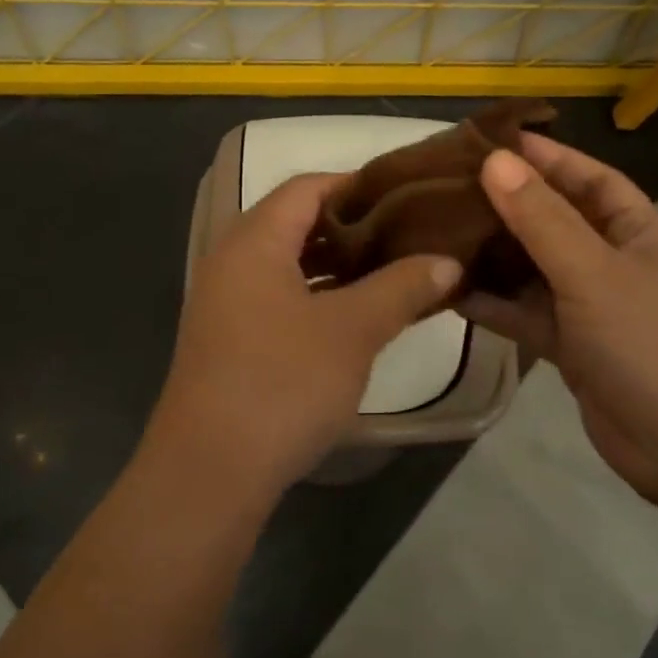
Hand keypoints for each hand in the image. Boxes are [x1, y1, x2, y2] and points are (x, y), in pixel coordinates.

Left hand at [145, 173, 460, 508]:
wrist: (209, 472)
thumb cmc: (282, 383)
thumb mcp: (352, 331)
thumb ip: (402, 287)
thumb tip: (447, 261)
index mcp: (254, 240)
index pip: (307, 187)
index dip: (358, 184)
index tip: (407, 195)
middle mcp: (232, 260)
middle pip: (296, 222)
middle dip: (354, 226)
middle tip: (408, 233)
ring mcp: (227, 302)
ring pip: (290, 263)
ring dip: (339, 264)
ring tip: (394, 269)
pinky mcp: (230, 339)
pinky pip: (280, 297)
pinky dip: (319, 296)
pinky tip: (357, 315)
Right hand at [458, 137, 657, 501]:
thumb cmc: (654, 345)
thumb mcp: (595, 274)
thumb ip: (542, 219)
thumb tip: (494, 161)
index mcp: (638, 231)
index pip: (589, 178)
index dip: (546, 156)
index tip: (491, 140)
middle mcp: (613, 261)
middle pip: (553, 219)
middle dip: (507, 202)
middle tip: (446, 184)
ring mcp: (590, 306)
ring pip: (532, 267)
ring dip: (492, 253)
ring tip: (436, 230)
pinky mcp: (569, 346)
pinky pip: (524, 313)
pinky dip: (492, 303)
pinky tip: (449, 291)